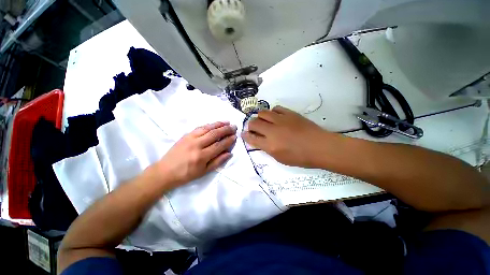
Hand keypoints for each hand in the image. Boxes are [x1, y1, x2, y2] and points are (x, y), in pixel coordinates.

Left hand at [153, 121, 236, 188]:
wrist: (165, 171)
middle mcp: (197, 145)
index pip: (219, 145)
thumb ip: (218, 162)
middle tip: (234, 127)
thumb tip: (229, 153)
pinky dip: (209, 124)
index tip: (235, 136)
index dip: (228, 140)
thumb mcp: (204, 172)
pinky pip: (199, 127)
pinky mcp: (186, 135)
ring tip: (227, 122)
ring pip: (207, 128)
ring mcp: (190, 138)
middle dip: (226, 129)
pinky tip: (215, 123)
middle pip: (214, 134)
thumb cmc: (186, 174)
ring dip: (219, 124)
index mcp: (202, 156)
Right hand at [242, 106, 337, 167]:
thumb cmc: (300, 157)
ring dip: (260, 117)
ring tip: (264, 121)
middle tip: (254, 128)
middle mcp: (272, 131)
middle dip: (250, 126)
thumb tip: (259, 140)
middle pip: (254, 123)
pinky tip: (276, 117)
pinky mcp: (289, 113)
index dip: (245, 136)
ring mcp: (281, 120)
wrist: (320, 147)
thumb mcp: (280, 158)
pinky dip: (272, 113)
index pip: (251, 138)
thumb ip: (267, 148)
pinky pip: (275, 108)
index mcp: (270, 145)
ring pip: (262, 113)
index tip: (243, 134)